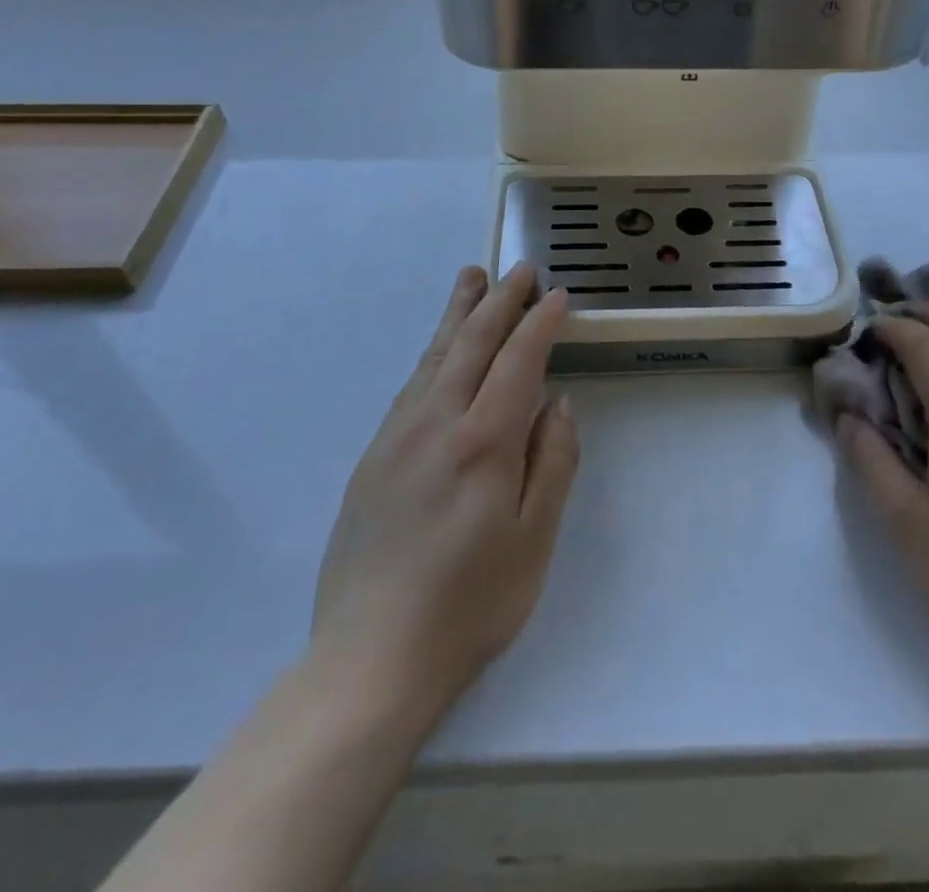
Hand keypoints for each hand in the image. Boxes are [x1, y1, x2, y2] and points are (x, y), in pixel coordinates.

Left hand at [309, 264, 578, 730]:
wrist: (370, 658)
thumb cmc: (469, 605)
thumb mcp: (534, 540)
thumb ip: (552, 463)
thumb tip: (557, 403)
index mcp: (483, 442)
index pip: (518, 361)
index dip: (540, 324)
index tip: (558, 295)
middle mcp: (437, 423)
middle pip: (472, 344)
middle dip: (500, 301)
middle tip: (519, 269)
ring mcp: (398, 436)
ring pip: (434, 356)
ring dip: (458, 314)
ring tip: (472, 279)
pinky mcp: (374, 456)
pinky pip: (411, 385)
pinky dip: (432, 352)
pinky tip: (439, 348)